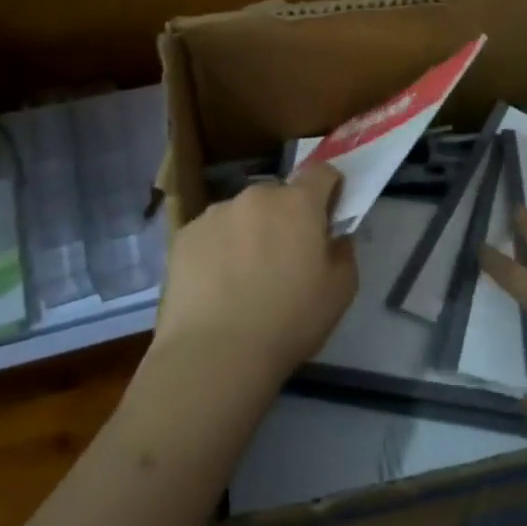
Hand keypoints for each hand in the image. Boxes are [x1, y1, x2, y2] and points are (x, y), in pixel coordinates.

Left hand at [152, 164, 356, 390]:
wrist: (215, 353)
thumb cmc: (289, 320)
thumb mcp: (340, 291)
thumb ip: (343, 252)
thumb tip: (334, 238)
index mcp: (298, 203)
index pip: (322, 172)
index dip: (330, 188)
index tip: (328, 214)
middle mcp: (256, 196)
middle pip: (279, 195)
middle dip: (286, 216)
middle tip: (285, 257)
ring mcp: (215, 214)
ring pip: (242, 214)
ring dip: (249, 232)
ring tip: (243, 276)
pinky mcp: (183, 235)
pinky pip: (211, 234)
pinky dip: (218, 250)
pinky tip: (216, 286)